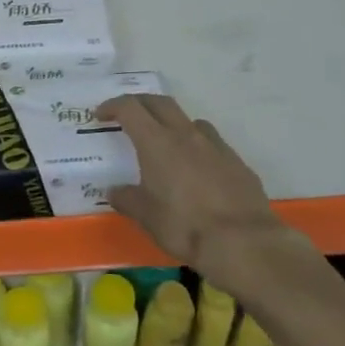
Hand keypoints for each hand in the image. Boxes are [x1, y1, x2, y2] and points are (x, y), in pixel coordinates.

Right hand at [97, 93, 306, 293]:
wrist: (244, 242)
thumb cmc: (185, 226)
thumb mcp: (146, 217)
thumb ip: (127, 199)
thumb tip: (115, 191)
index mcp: (157, 142)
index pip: (130, 108)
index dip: (112, 106)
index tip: (101, 115)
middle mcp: (186, 135)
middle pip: (160, 103)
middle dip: (140, 103)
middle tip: (127, 116)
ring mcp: (215, 146)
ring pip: (189, 120)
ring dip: (172, 123)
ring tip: (165, 143)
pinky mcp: (237, 162)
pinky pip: (212, 143)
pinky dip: (197, 147)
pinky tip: (197, 170)